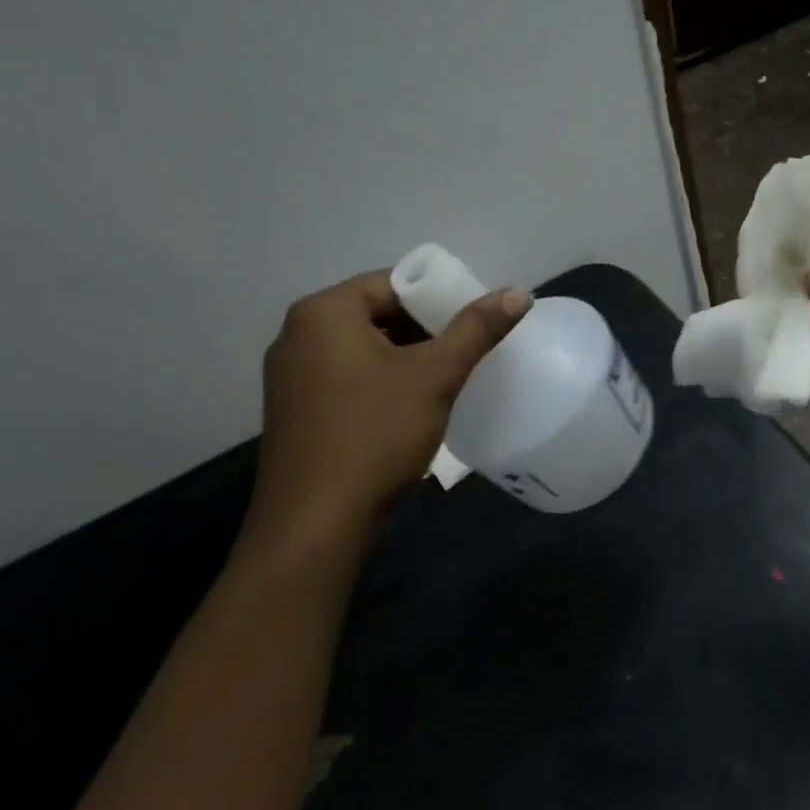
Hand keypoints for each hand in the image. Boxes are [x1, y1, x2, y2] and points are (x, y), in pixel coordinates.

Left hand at [246, 271, 528, 558]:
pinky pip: (348, 378)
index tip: (474, 324)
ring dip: (407, 359)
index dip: (440, 298)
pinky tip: (411, 409)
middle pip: (377, 314)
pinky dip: (382, 383)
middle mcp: (297, 335)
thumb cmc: (375, 435)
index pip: (393, 283)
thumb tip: (518, 293)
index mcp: (322, 313)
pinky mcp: (296, 412)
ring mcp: (291, 376)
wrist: (316, 526)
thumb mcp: (435, 376)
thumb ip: (477, 329)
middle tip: (467, 353)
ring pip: (364, 349)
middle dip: (425, 331)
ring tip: (447, 380)